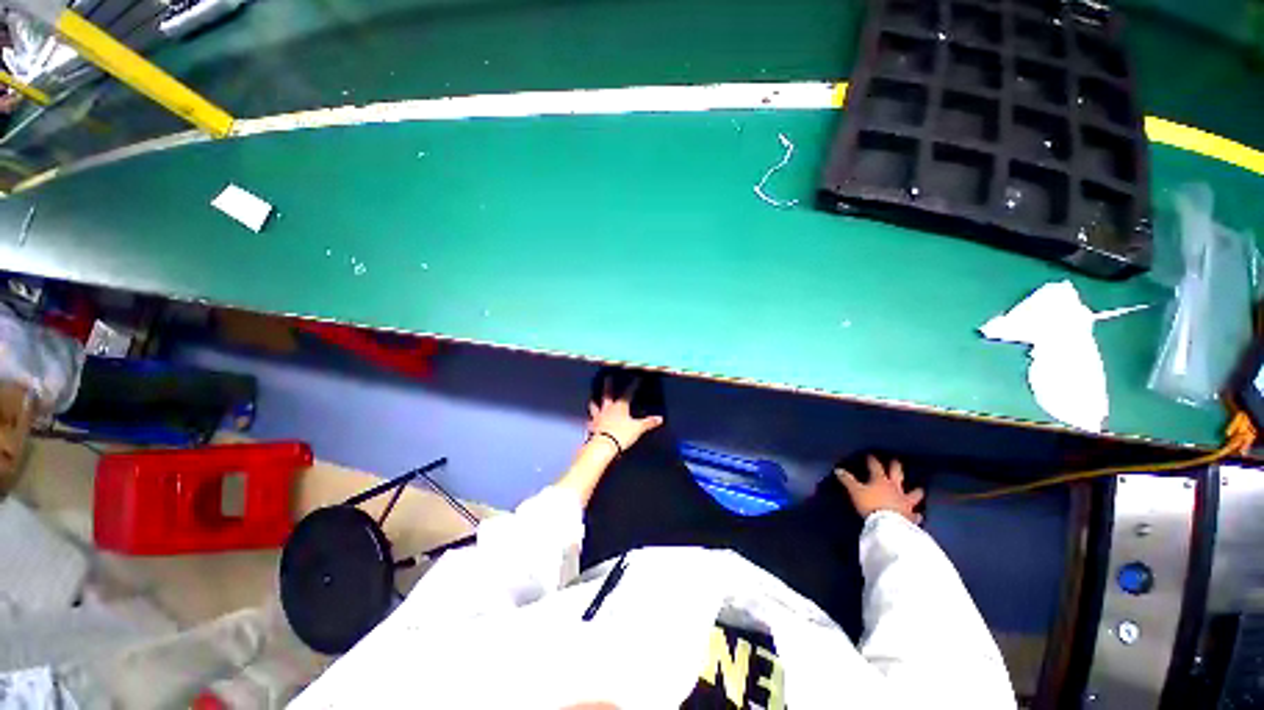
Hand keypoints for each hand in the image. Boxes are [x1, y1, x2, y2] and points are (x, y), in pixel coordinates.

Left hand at [587, 377, 663, 452]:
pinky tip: (589, 420)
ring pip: (594, 406)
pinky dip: (590, 420)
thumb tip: (660, 419)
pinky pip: (590, 422)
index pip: (628, 392)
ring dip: (594, 401)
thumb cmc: (622, 434)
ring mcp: (598, 417)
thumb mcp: (638, 428)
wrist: (604, 446)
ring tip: (592, 398)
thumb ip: (648, 423)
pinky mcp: (592, 427)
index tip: (637, 378)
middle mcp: (608, 408)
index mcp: (620, 406)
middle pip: (607, 394)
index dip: (633, 385)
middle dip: (608, 385)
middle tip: (608, 377)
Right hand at [837, 456, 924, 523]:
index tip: (870, 455)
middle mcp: (895, 489)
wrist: (888, 525)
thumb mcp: (855, 492)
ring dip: (916, 491)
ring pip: (913, 494)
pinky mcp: (910, 516)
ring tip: (919, 488)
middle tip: (897, 461)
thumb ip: (847, 480)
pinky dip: (917, 514)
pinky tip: (919, 514)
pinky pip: (916, 515)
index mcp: (881, 481)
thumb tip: (838, 470)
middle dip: (896, 467)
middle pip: (897, 475)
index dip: (872, 461)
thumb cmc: (870, 505)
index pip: (876, 467)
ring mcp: (905, 502)